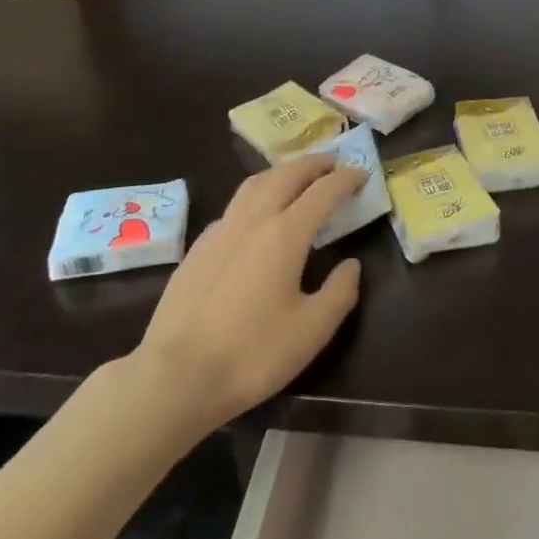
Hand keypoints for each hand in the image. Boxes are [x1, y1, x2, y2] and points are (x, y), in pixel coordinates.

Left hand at [134, 156, 364, 433]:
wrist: (176, 376)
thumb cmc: (252, 354)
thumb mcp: (312, 330)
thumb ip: (339, 292)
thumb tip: (351, 264)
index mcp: (284, 233)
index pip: (323, 191)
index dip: (346, 178)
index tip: (362, 172)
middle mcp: (252, 219)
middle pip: (286, 174)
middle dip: (313, 164)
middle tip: (333, 163)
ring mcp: (220, 230)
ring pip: (255, 183)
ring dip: (282, 173)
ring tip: (297, 178)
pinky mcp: (198, 247)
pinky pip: (234, 206)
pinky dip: (256, 196)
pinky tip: (257, 217)